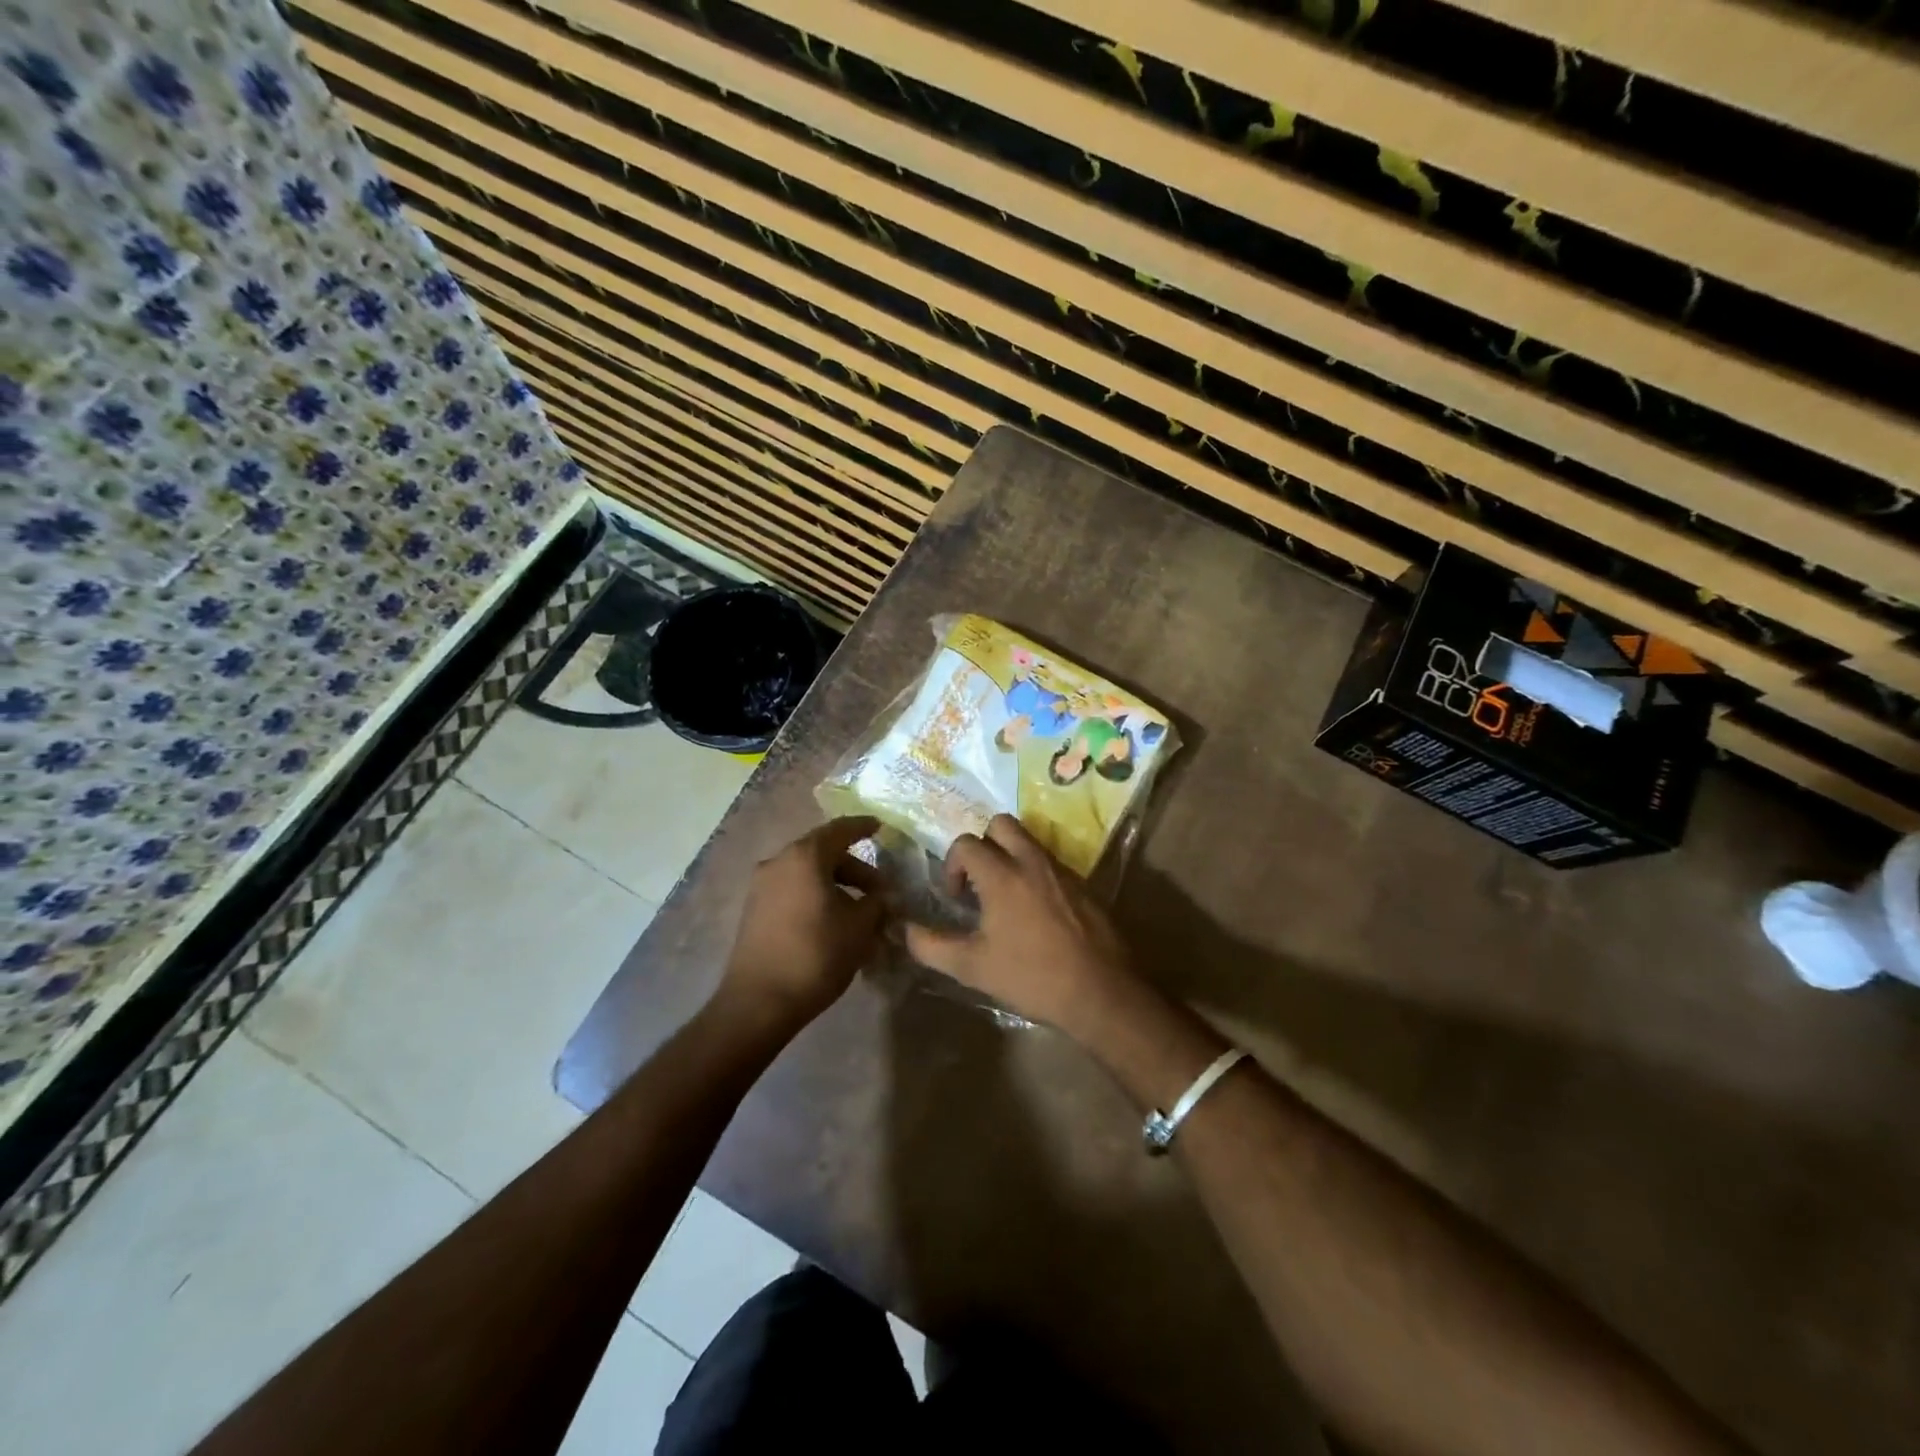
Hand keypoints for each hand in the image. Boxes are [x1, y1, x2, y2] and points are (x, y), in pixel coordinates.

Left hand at [721, 816, 884, 1031]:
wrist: (759, 1002)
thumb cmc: (816, 955)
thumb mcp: (859, 928)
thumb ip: (877, 903)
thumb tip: (884, 896)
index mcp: (804, 857)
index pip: (840, 829)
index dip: (863, 827)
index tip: (881, 828)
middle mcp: (778, 862)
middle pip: (822, 852)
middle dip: (854, 867)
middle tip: (878, 889)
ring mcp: (761, 886)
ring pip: (806, 873)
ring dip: (834, 884)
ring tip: (858, 911)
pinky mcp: (754, 910)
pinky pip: (792, 890)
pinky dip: (815, 896)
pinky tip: (832, 921)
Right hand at [905, 815, 1133, 1036]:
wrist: (1100, 992)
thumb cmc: (1032, 977)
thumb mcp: (972, 968)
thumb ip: (932, 946)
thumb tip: (905, 930)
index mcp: (1003, 875)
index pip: (966, 843)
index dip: (952, 865)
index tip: (956, 898)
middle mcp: (1032, 861)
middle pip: (1001, 824)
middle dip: (983, 843)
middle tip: (980, 880)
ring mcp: (1062, 870)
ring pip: (1029, 840)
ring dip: (1010, 855)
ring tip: (1006, 896)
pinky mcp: (1084, 885)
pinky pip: (1051, 862)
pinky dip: (1035, 873)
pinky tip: (1036, 912)